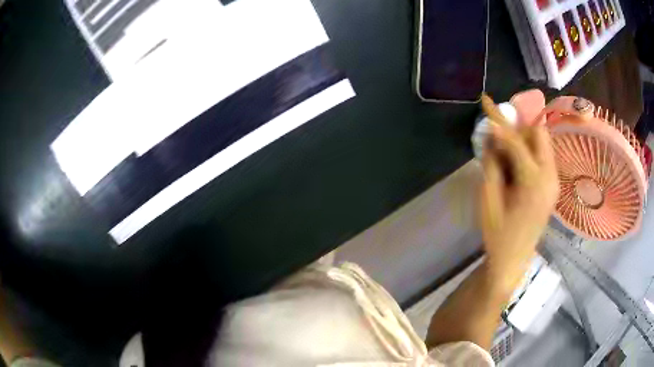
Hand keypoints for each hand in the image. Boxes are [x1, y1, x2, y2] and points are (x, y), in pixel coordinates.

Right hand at [479, 122, 558, 292]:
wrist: (514, 258)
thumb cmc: (498, 233)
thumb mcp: (488, 199)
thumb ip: (491, 163)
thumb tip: (490, 135)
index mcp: (534, 182)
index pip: (517, 141)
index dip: (500, 121)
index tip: (485, 102)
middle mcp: (550, 176)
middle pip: (539, 133)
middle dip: (519, 125)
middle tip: (499, 132)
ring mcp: (554, 180)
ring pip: (542, 143)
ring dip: (523, 138)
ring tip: (504, 151)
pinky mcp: (553, 184)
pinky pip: (542, 156)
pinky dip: (528, 151)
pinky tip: (514, 164)